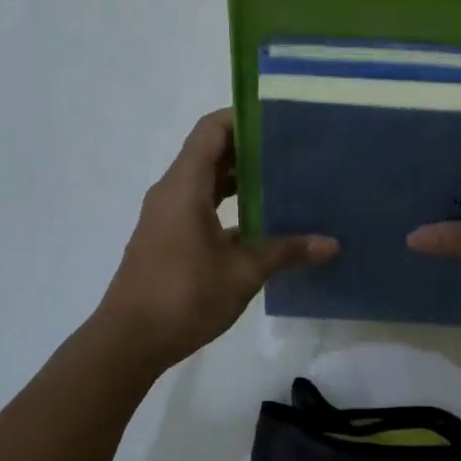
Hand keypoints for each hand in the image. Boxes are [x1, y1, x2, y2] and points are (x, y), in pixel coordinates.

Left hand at [98, 110, 336, 368]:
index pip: (212, 130)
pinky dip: (228, 208)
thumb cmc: (183, 295)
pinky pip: (200, 208)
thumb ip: (287, 251)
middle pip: (210, 154)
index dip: (243, 118)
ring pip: (205, 184)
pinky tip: (262, 225)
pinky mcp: (168, 240)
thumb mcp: (243, 272)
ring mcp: (167, 217)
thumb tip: (331, 244)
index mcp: (185, 186)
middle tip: (294, 152)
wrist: (129, 342)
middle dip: (250, 150)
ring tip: (284, 183)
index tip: (280, 121)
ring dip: (240, 181)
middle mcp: (172, 193)